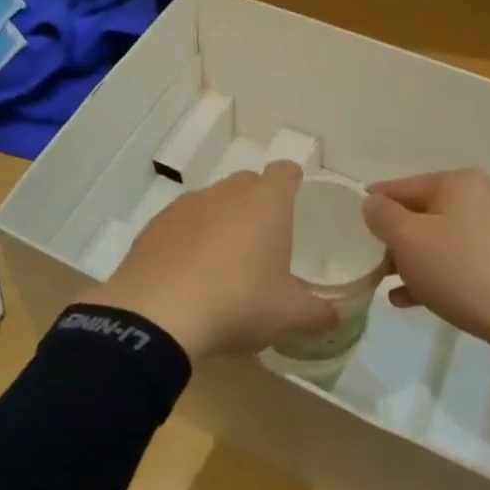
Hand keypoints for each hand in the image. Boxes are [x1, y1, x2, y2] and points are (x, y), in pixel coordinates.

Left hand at [79, 162, 335, 361]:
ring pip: (212, 202)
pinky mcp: (154, 225)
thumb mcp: (288, 316)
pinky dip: (189, 239)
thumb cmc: (237, 304)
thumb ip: (318, 313)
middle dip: (257, 203)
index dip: (292, 181)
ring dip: (221, 221)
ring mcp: (185, 206)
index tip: (296, 199)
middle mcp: (225, 193)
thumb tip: (335, 317)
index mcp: (265, 203)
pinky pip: (181, 223)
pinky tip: (189, 273)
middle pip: (247, 183)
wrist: (158, 315)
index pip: (285, 172)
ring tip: (224, 262)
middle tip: (264, 240)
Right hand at [362, 170, 489, 373]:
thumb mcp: (409, 240)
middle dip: (395, 239)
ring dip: (413, 261)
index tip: (352, 228)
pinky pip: (461, 261)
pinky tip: (414, 300)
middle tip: (372, 264)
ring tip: (389, 286)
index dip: (374, 206)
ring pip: (441, 240)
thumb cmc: (464, 271)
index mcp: (457, 183)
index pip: (400, 186)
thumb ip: (382, 216)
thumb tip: (374, 203)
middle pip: (422, 213)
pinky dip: (437, 275)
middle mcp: (482, 197)